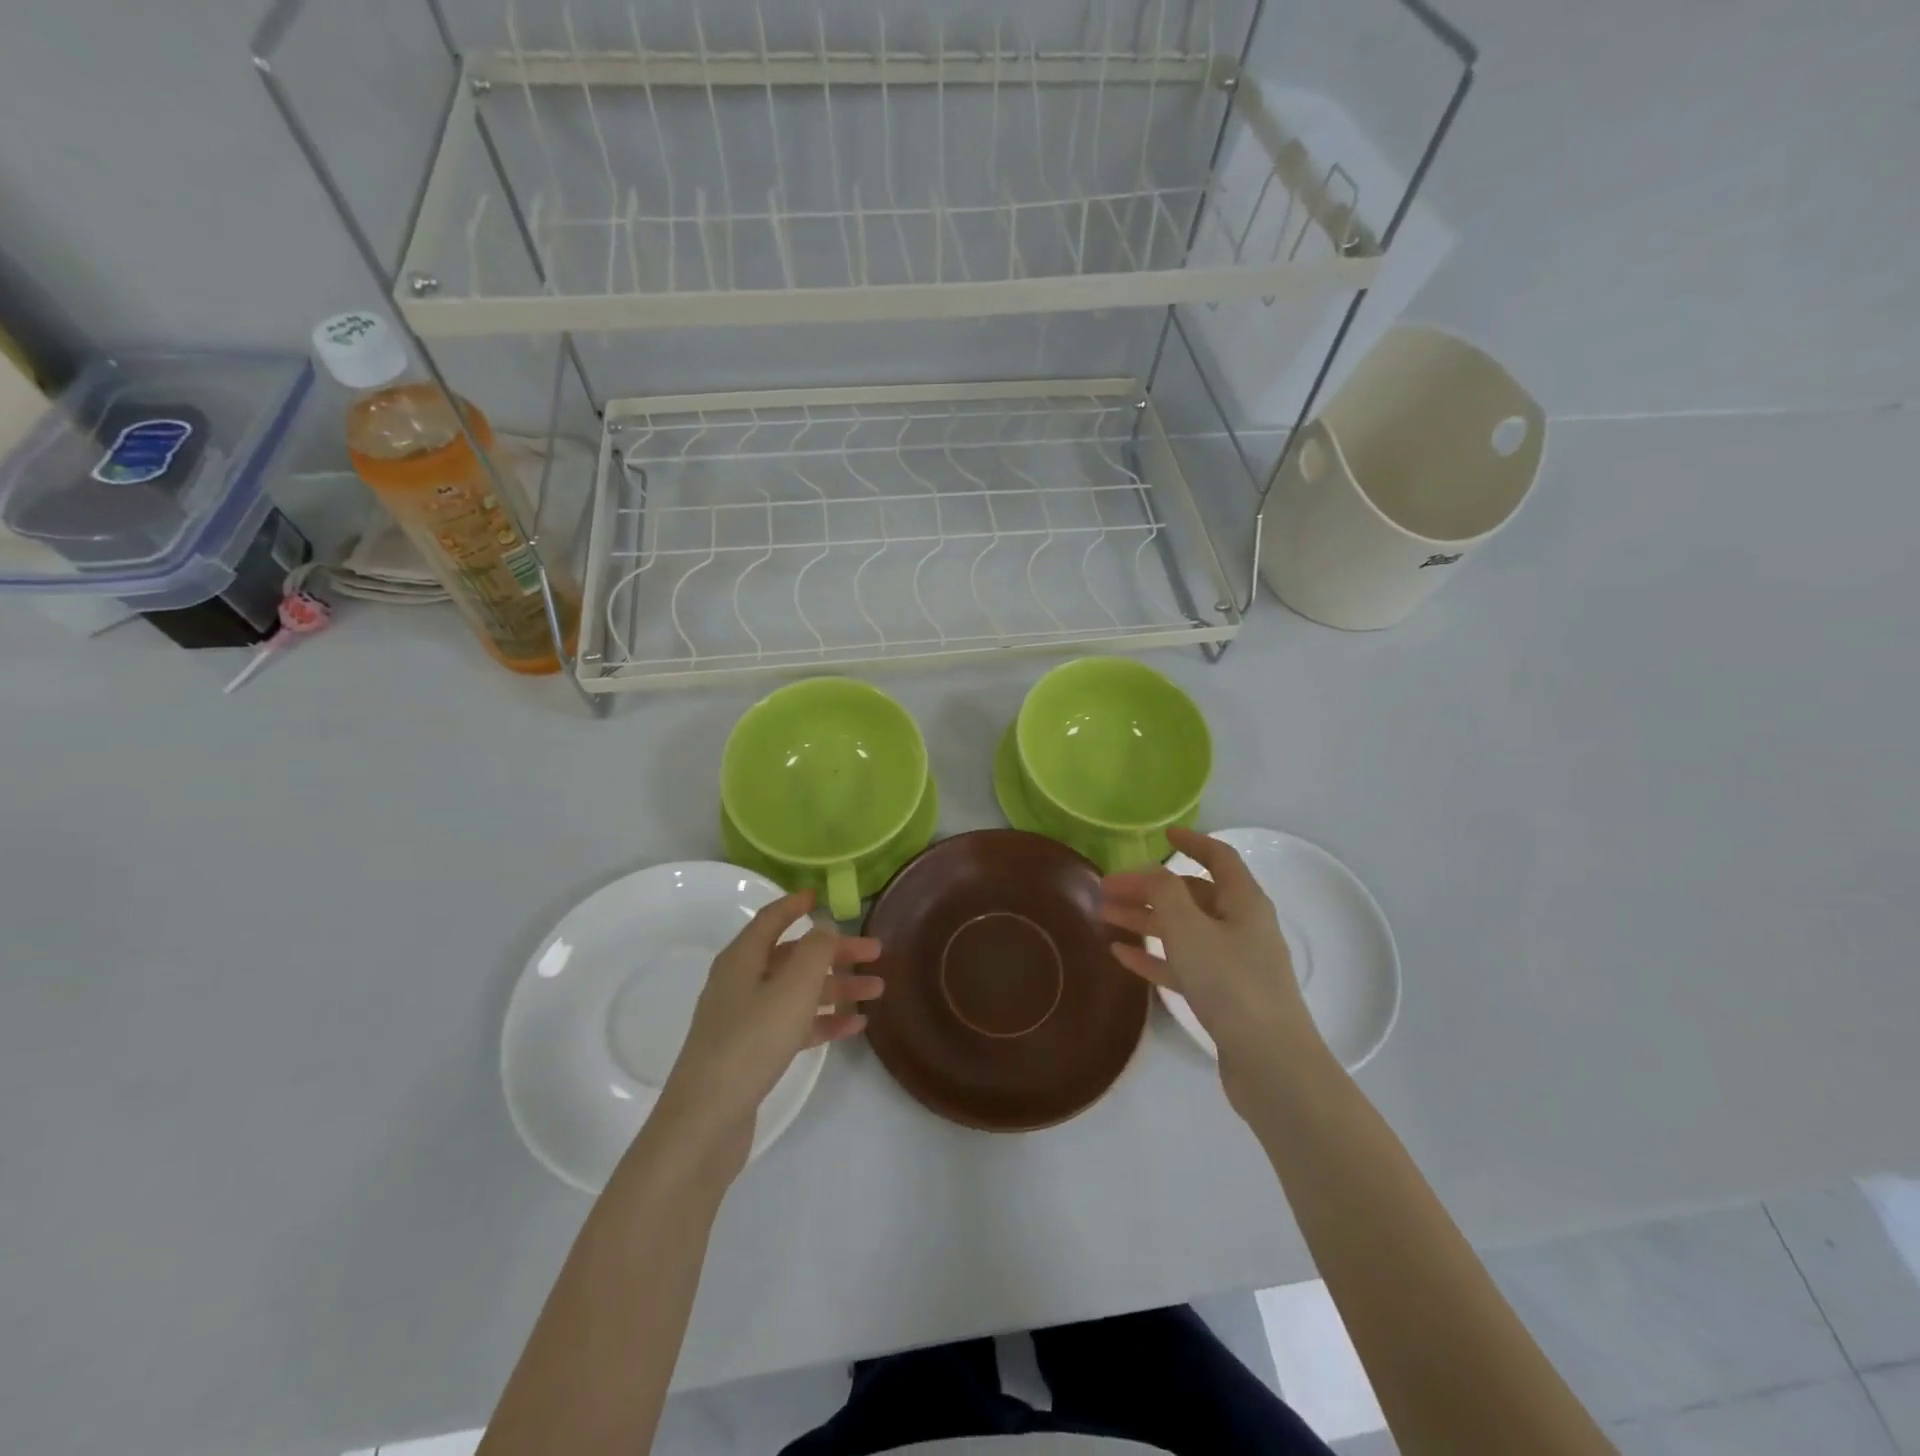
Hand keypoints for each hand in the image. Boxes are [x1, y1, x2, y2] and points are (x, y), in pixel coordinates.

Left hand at [658, 890, 881, 1150]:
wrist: (706, 1120)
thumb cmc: (752, 1041)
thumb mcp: (793, 988)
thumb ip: (816, 951)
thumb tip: (825, 926)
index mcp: (742, 959)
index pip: (771, 919)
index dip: (796, 904)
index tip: (822, 894)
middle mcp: (741, 982)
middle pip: (793, 956)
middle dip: (834, 952)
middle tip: (876, 953)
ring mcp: (745, 1019)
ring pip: (798, 992)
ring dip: (836, 988)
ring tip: (877, 991)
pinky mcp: (752, 1053)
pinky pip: (794, 1025)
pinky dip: (823, 1021)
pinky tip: (854, 1026)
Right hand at [1100, 827, 1321, 1103]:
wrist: (1271, 1064)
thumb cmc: (1231, 983)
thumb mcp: (1189, 929)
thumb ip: (1164, 893)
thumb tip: (1150, 873)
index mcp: (1244, 902)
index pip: (1218, 858)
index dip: (1191, 842)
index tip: (1162, 834)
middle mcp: (1242, 926)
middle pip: (1191, 896)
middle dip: (1149, 889)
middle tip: (1106, 889)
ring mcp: (1234, 963)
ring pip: (1183, 930)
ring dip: (1145, 920)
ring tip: (1105, 917)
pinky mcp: (1224, 996)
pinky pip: (1183, 964)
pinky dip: (1154, 955)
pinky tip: (1122, 954)